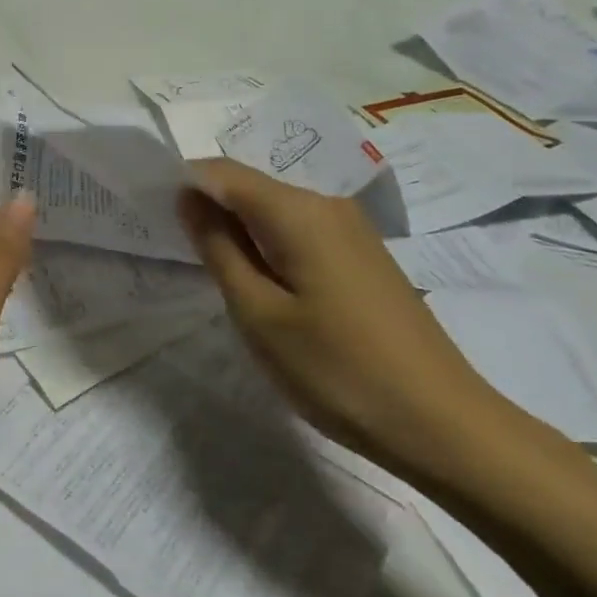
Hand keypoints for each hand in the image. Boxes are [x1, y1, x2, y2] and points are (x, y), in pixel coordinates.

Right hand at [176, 158, 511, 477]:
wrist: (444, 425)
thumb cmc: (337, 370)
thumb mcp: (258, 313)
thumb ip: (218, 247)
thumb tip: (188, 197)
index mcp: (298, 211)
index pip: (221, 172)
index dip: (182, 184)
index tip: (152, 215)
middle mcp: (326, 204)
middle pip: (249, 186)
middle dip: (209, 208)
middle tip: (178, 251)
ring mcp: (351, 229)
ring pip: (274, 210)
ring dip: (238, 230)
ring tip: (215, 272)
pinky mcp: (362, 256)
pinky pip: (299, 231)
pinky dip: (268, 246)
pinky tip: (262, 284)